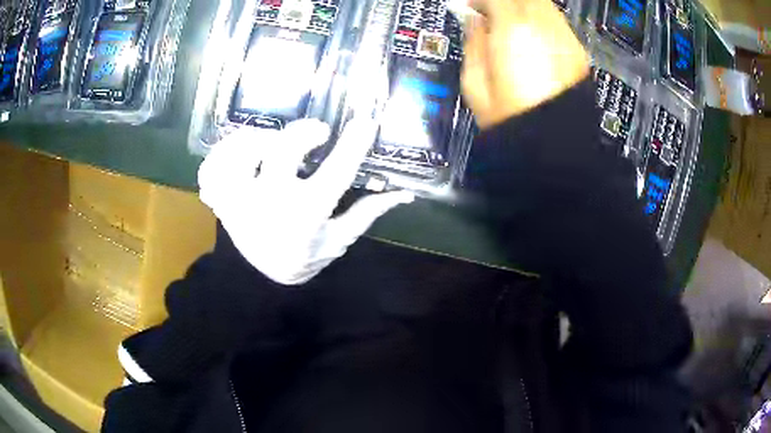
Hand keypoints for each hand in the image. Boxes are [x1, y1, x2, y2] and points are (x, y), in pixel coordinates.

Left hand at [198, 119, 413, 285]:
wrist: (262, 281)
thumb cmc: (304, 256)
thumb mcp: (340, 239)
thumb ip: (368, 213)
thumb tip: (403, 193)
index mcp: (305, 215)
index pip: (336, 173)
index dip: (353, 144)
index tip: (365, 123)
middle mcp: (269, 204)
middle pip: (279, 151)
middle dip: (302, 133)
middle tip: (317, 132)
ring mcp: (239, 201)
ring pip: (238, 153)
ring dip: (258, 138)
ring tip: (272, 140)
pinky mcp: (221, 201)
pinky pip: (212, 169)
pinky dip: (223, 154)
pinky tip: (240, 152)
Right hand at [462, 0, 589, 128]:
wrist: (554, 147)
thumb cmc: (512, 120)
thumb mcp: (475, 83)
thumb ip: (473, 42)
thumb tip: (475, 21)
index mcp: (514, 31)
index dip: (481, 0)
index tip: (472, 8)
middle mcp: (543, 27)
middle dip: (506, 0)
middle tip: (492, 12)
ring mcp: (565, 38)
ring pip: (544, 4)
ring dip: (525, 6)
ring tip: (513, 22)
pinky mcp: (578, 52)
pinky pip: (558, 21)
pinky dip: (543, 19)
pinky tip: (534, 35)